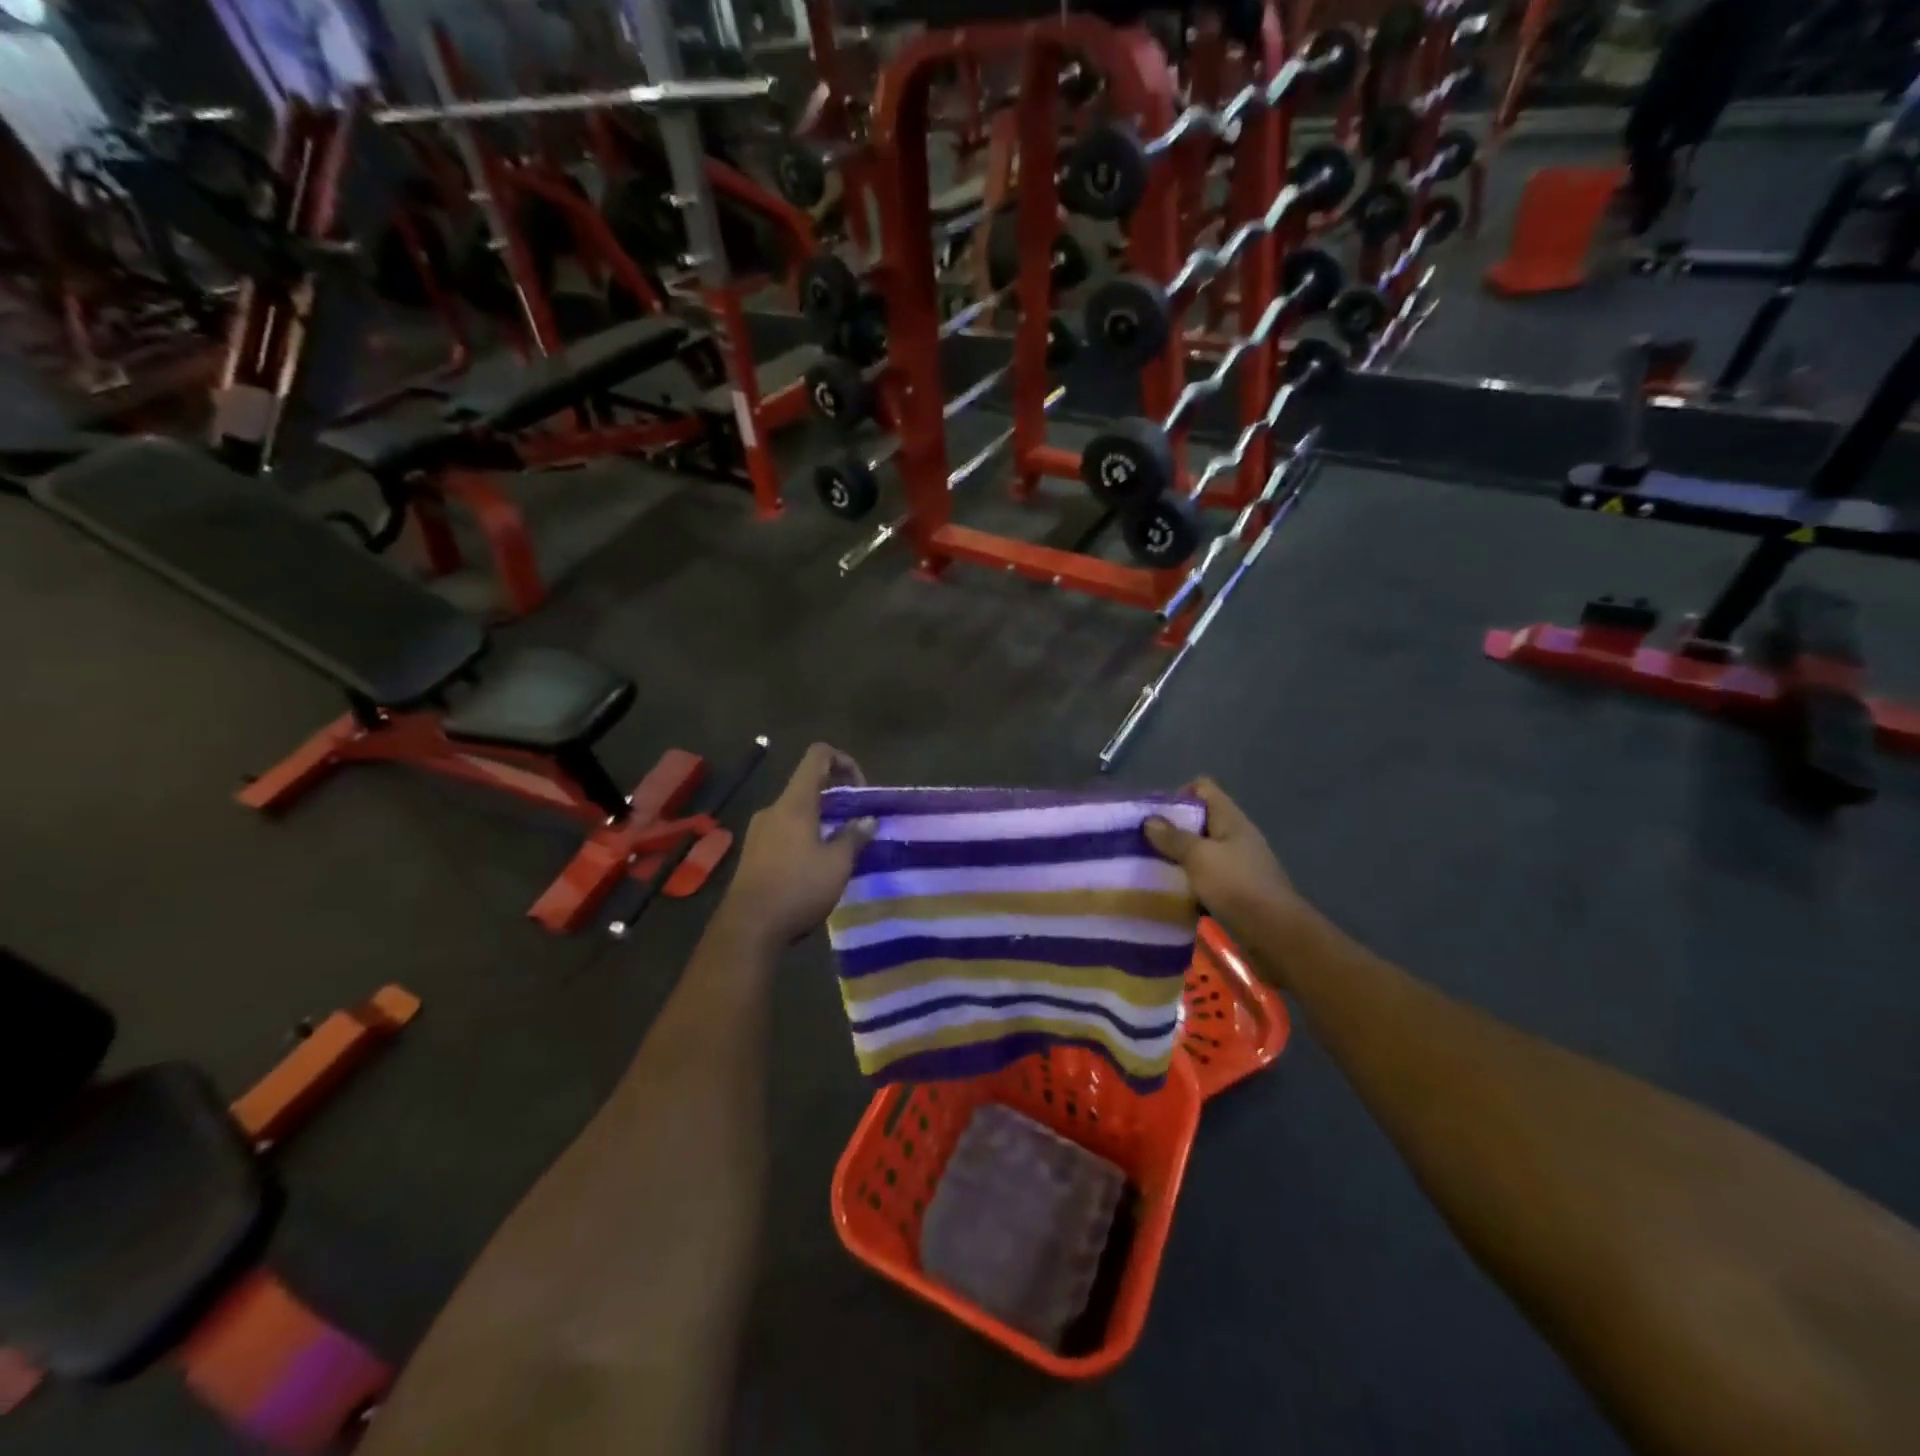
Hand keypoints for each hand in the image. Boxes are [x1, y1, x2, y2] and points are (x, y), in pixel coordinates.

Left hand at [717, 743, 875, 948]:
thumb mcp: (837, 864)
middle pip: (808, 784)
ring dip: (822, 819)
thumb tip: (868, 820)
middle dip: (837, 796)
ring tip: (841, 847)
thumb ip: (854, 836)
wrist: (747, 929)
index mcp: (795, 803)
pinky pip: (785, 830)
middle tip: (858, 822)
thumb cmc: (797, 889)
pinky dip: (806, 835)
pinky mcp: (754, 852)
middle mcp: (774, 809)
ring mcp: (759, 830)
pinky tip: (817, 865)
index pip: (818, 756)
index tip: (860, 789)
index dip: (844, 760)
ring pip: (797, 810)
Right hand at [1145, 778, 1306, 939]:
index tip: (1154, 814)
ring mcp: (1237, 863)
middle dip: (1171, 828)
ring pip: (1201, 850)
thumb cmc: (1236, 885)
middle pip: (1199, 819)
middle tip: (1144, 842)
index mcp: (1230, 819)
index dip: (1178, 794)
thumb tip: (1150, 820)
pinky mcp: (1235, 889)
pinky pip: (1205, 876)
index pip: (1203, 788)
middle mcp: (1235, 836)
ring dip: (1178, 857)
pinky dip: (1188, 880)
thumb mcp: (1199, 857)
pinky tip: (1170, 890)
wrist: (1275, 934)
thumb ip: (1174, 838)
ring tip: (1151, 867)